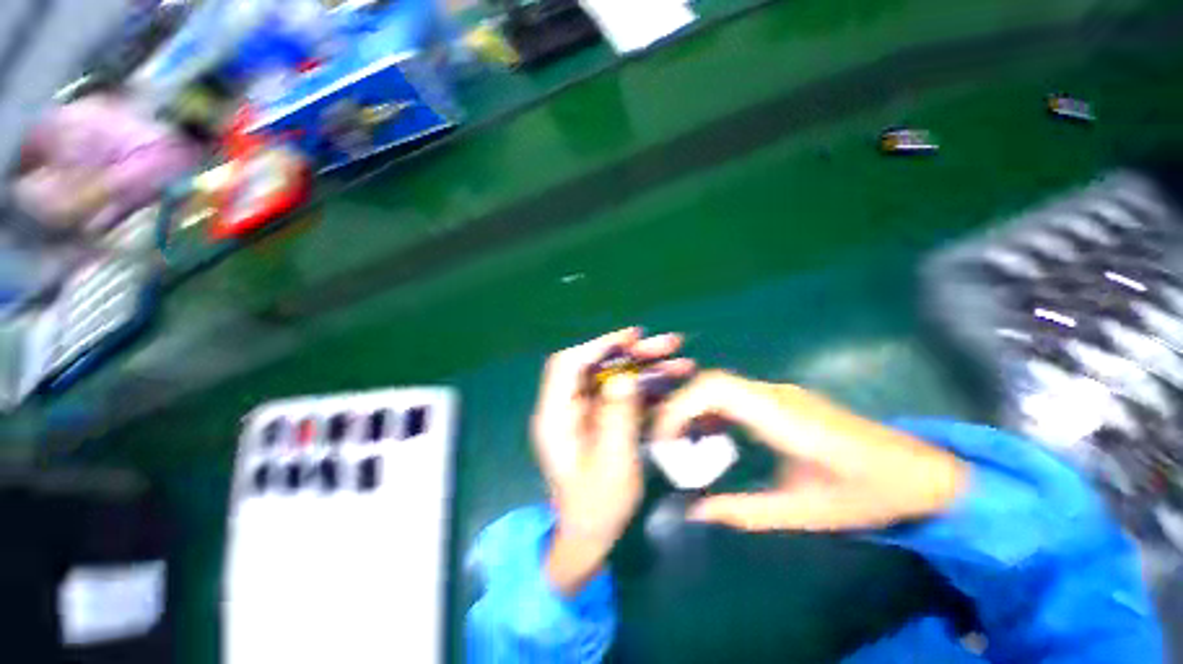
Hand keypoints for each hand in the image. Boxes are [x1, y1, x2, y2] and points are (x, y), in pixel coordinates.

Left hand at [534, 328, 692, 595]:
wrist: (591, 536)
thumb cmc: (596, 507)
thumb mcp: (611, 464)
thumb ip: (617, 418)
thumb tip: (625, 377)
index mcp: (556, 415)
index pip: (568, 365)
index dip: (599, 345)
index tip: (633, 337)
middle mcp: (569, 407)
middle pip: (599, 367)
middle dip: (634, 354)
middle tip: (669, 344)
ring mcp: (587, 413)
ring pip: (616, 378)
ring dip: (648, 368)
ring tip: (683, 363)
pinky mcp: (604, 420)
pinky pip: (626, 395)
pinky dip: (650, 388)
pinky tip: (675, 385)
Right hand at [653, 371, 966, 531]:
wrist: (921, 472)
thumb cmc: (868, 495)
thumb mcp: (804, 512)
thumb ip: (745, 512)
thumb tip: (696, 513)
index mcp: (781, 416)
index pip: (715, 389)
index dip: (680, 407)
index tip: (663, 438)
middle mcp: (775, 394)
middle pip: (711, 382)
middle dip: (680, 407)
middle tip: (666, 442)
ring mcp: (780, 392)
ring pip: (720, 385)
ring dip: (695, 407)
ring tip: (682, 441)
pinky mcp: (783, 398)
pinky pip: (735, 394)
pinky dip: (713, 410)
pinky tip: (712, 435)